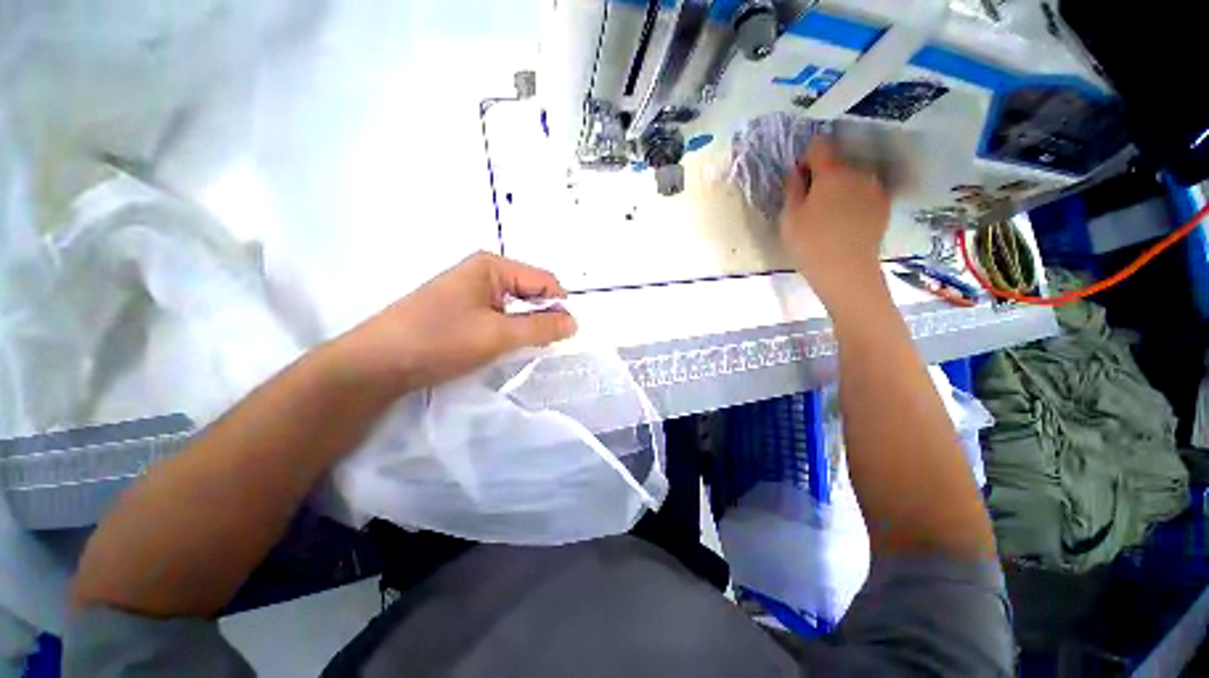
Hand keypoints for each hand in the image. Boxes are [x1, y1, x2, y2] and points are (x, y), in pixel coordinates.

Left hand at [329, 252, 576, 395]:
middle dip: (543, 316)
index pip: (545, 281)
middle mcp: (483, 272)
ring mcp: (469, 291)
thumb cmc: (441, 340)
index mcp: (493, 266)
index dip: (560, 306)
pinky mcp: (460, 310)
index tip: (567, 335)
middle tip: (547, 345)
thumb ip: (541, 328)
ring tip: (525, 348)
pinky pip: (498, 316)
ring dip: (526, 326)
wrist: (376, 364)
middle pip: (530, 291)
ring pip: (515, 306)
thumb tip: (574, 323)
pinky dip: (509, 330)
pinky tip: (503, 346)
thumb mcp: (499, 335)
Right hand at [780, 138, 890, 308]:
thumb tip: (796, 171)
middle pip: (838, 162)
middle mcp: (859, 173)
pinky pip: (863, 192)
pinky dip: (853, 199)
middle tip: (809, 201)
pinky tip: (844, 221)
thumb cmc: (810, 243)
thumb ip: (793, 188)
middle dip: (823, 175)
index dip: (806, 157)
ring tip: (828, 214)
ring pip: (852, 177)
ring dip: (839, 187)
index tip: (798, 177)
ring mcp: (874, 189)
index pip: (820, 145)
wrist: (846, 270)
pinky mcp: (883, 205)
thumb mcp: (790, 217)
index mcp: (832, 173)